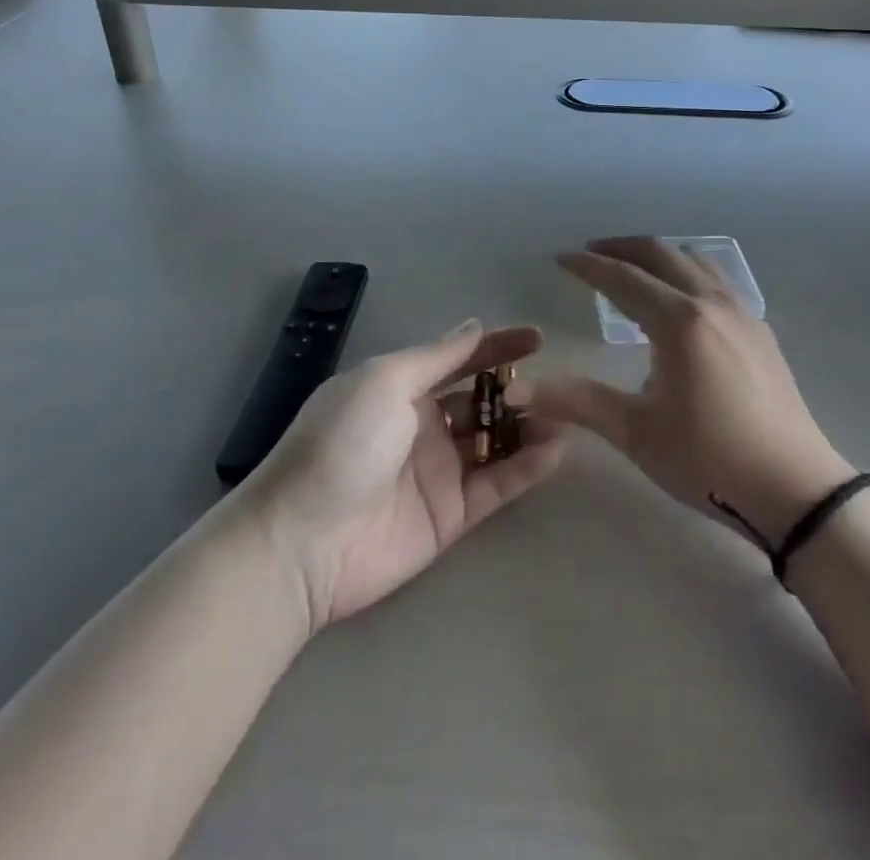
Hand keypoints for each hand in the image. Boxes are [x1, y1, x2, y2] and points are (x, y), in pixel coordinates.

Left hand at [238, 321, 564, 634]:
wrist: (302, 541)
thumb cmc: (342, 443)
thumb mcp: (385, 381)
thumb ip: (436, 357)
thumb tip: (474, 326)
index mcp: (401, 388)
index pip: (458, 359)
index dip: (496, 346)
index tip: (538, 338)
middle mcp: (422, 426)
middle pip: (481, 401)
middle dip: (516, 390)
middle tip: (555, 387)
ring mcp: (438, 472)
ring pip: (495, 442)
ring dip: (529, 428)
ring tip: (567, 417)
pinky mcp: (451, 516)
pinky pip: (497, 485)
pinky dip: (527, 468)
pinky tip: (557, 450)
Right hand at [532, 237, 854, 546]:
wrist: (795, 489)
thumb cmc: (708, 459)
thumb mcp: (635, 431)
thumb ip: (577, 401)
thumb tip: (520, 390)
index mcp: (679, 321)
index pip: (623, 278)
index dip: (588, 266)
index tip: (561, 259)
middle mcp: (711, 302)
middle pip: (660, 254)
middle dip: (621, 248)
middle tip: (591, 254)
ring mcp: (742, 313)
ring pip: (694, 260)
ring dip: (657, 255)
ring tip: (632, 269)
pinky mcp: (759, 330)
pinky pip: (716, 279)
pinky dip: (685, 272)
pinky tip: (679, 300)